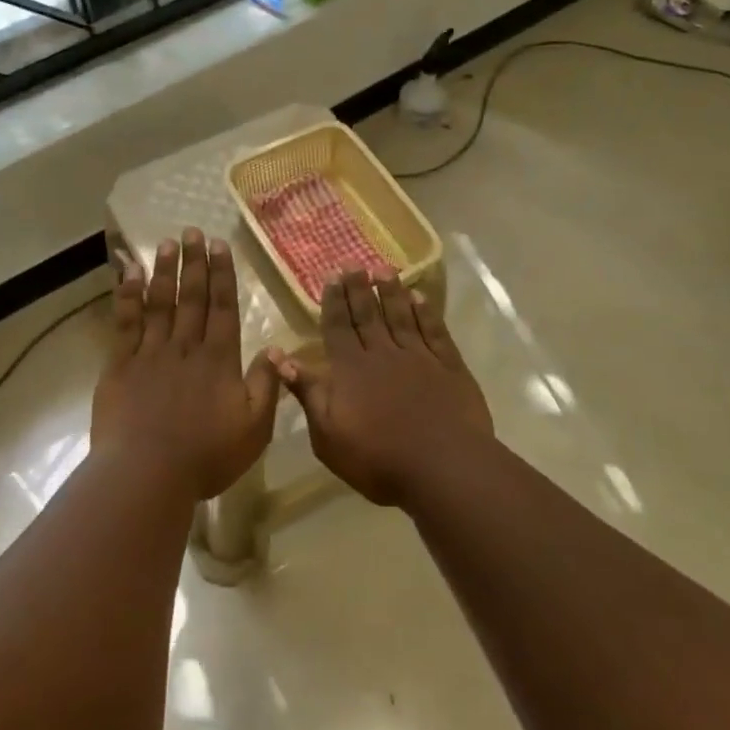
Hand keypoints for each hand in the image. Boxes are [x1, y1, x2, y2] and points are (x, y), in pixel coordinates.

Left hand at [91, 229, 281, 500]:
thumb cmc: (206, 456)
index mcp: (219, 359)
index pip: (223, 307)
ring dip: (164, 271)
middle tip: (193, 231)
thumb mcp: (254, 427)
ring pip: (160, 303)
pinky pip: (125, 323)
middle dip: (194, 262)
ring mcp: (151, 353)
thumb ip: (266, 385)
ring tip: (167, 243)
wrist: (147, 474)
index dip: (222, 275)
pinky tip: (129, 274)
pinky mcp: (121, 365)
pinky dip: (127, 296)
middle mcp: (186, 346)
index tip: (219, 246)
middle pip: (191, 297)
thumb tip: (277, 348)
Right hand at [274, 270, 494, 507]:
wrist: (442, 466)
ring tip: (384, 269)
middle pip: (368, 315)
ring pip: (401, 316)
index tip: (331, 275)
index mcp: (350, 369)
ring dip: (391, 292)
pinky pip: (434, 331)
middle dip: (358, 287)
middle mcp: (382, 354)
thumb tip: (280, 357)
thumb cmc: (378, 459)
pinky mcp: (448, 366)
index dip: (334, 300)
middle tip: (353, 262)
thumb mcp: (328, 435)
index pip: (338, 327)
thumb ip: (308, 393)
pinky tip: (420, 298)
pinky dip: (426, 312)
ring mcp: (418, 357)